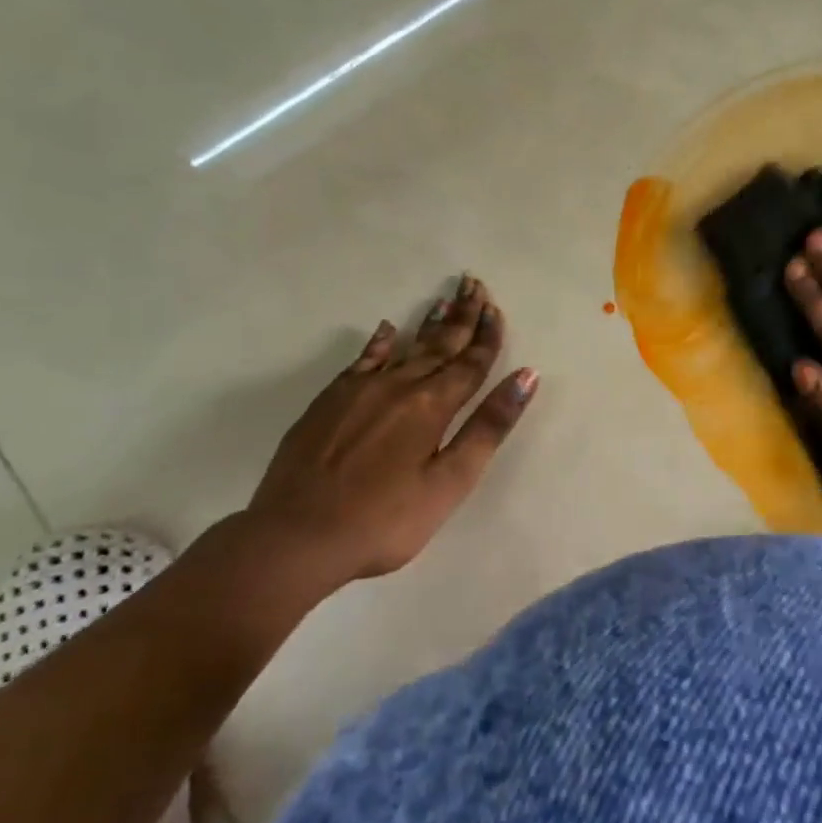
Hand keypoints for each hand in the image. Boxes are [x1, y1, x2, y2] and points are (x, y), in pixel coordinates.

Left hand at [246, 276, 536, 585]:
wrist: (295, 537)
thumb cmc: (385, 519)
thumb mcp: (450, 482)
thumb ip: (488, 427)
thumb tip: (526, 376)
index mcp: (433, 405)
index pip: (471, 362)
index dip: (487, 336)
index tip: (496, 307)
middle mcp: (399, 386)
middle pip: (440, 345)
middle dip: (462, 316)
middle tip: (475, 285)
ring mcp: (360, 391)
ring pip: (405, 347)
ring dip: (429, 324)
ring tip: (444, 300)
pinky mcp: (330, 401)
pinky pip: (362, 361)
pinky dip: (379, 343)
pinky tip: (386, 330)